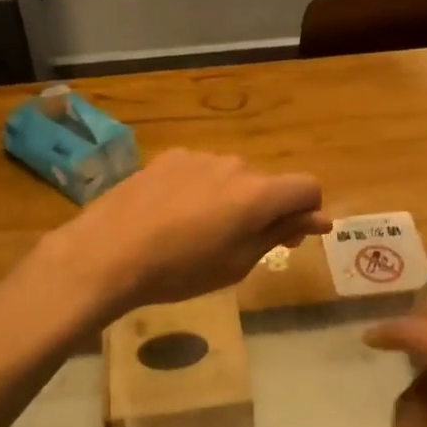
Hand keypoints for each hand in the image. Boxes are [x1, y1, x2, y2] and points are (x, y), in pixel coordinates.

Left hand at [42, 149, 328, 314]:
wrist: (108, 252)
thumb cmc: (180, 270)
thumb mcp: (237, 263)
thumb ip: (279, 233)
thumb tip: (319, 218)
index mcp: (258, 193)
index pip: (307, 187)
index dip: (307, 212)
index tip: (289, 238)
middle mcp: (234, 165)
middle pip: (267, 184)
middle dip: (265, 210)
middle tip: (239, 245)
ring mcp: (199, 156)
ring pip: (231, 177)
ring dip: (230, 199)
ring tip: (196, 233)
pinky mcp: (169, 157)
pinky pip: (200, 172)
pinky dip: (200, 190)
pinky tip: (172, 215)